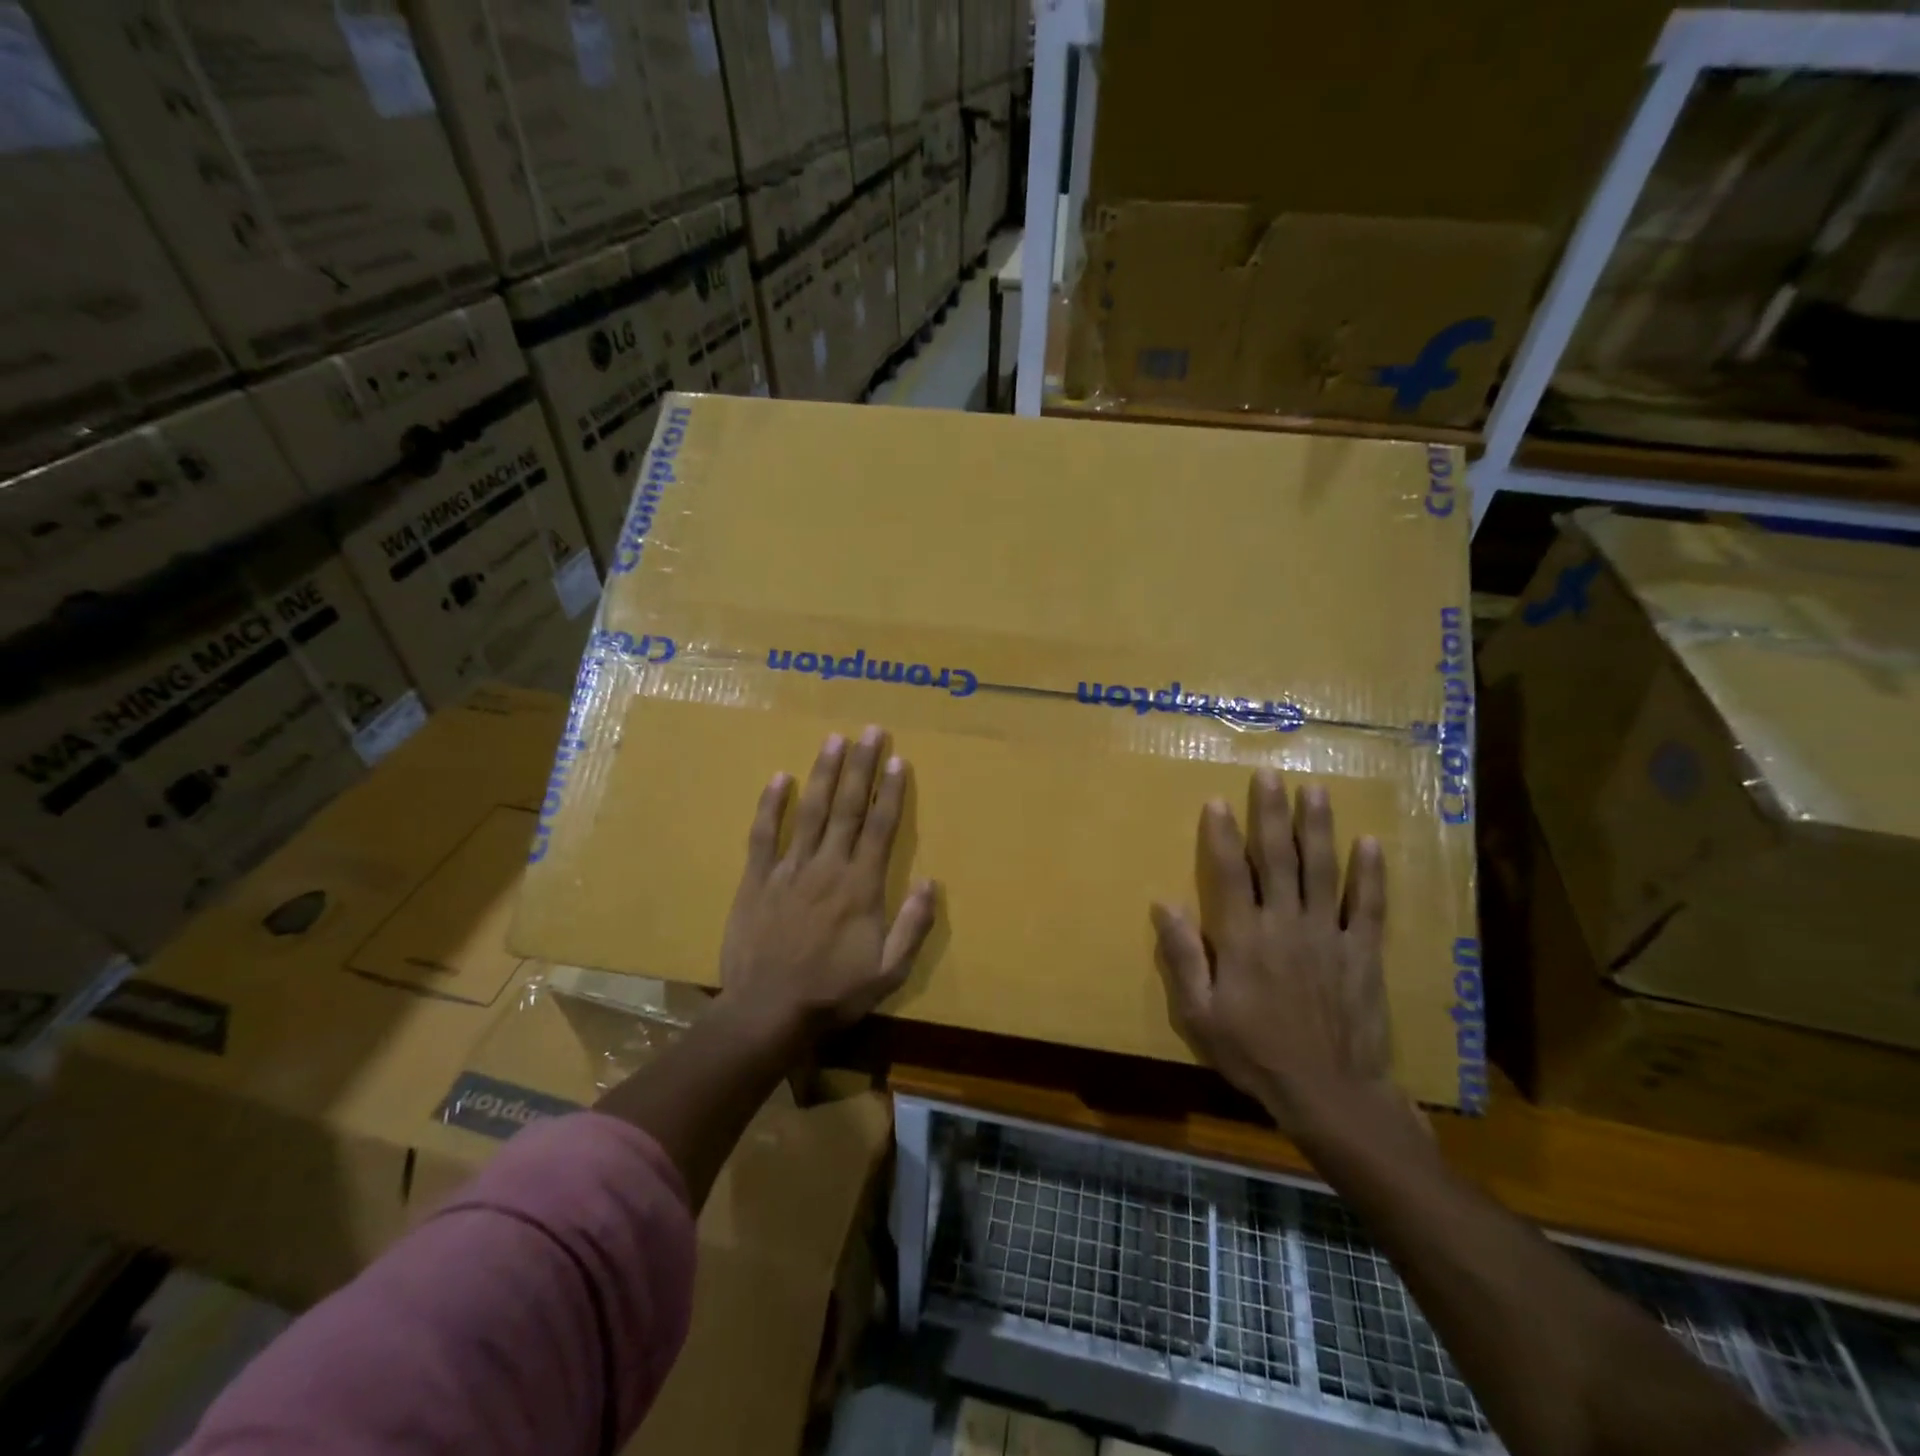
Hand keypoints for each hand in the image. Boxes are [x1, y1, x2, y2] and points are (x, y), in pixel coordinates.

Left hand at [720, 726, 937, 1036]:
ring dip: (824, 774)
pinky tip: (781, 778)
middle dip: (861, 767)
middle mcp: (828, 866)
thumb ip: (913, 925)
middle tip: (870, 731)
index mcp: (861, 886)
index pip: (881, 827)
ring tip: (834, 740)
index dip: (891, 791)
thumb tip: (931, 882)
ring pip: (810, 811)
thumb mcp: (889, 971)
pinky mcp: (757, 880)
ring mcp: (789, 870)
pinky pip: (764, 835)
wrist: (768, 1012)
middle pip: (848, 807)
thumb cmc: (834, 993)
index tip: (898, 759)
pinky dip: (771, 805)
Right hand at [1151, 770, 1389, 1135]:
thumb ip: (1183, 957)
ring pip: (1322, 870)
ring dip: (1318, 828)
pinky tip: (1370, 843)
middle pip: (1278, 857)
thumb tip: (1163, 904)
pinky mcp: (1363, 953)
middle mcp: (1286, 923)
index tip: (1217, 801)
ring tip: (1316, 791)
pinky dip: (1369, 875)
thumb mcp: (1200, 1014)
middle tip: (1271, 774)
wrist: (1330, 1095)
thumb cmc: (1255, 1054)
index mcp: (1243, 937)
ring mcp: (1329, 935)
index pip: (1229, 872)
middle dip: (1272, 813)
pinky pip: (1368, 906)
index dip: (1221, 835)